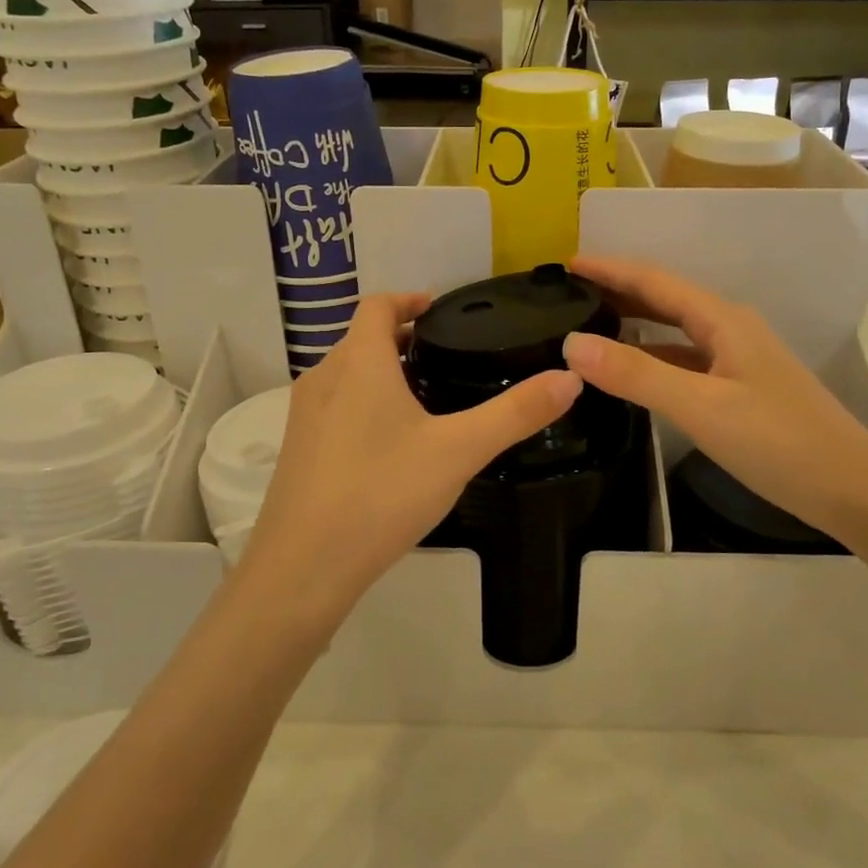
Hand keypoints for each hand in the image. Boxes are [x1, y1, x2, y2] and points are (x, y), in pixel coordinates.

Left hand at [240, 293, 581, 625]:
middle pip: (362, 339)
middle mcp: (323, 378)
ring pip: (346, 374)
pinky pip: (334, 406)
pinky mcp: (297, 451)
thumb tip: (571, 377)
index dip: (409, 299)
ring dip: (382, 372)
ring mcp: (302, 416)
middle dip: (402, 338)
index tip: (442, 311)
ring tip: (426, 398)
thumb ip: (515, 413)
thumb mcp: (459, 451)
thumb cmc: (381, 493)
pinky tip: (392, 445)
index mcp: (358, 362)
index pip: (377, 305)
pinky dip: (363, 403)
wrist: (303, 568)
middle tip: (448, 357)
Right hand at [563, 256, 867, 542]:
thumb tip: (571, 344)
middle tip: (570, 293)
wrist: (853, 489)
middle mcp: (731, 330)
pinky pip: (686, 361)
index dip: (610, 269)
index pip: (655, 281)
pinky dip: (653, 358)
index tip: (567, 264)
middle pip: (666, 300)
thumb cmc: (778, 442)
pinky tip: (633, 372)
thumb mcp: (700, 407)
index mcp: (723, 320)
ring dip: (635, 323)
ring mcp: (739, 361)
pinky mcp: (741, 390)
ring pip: (676, 332)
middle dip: (619, 290)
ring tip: (592, 323)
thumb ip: (636, 374)